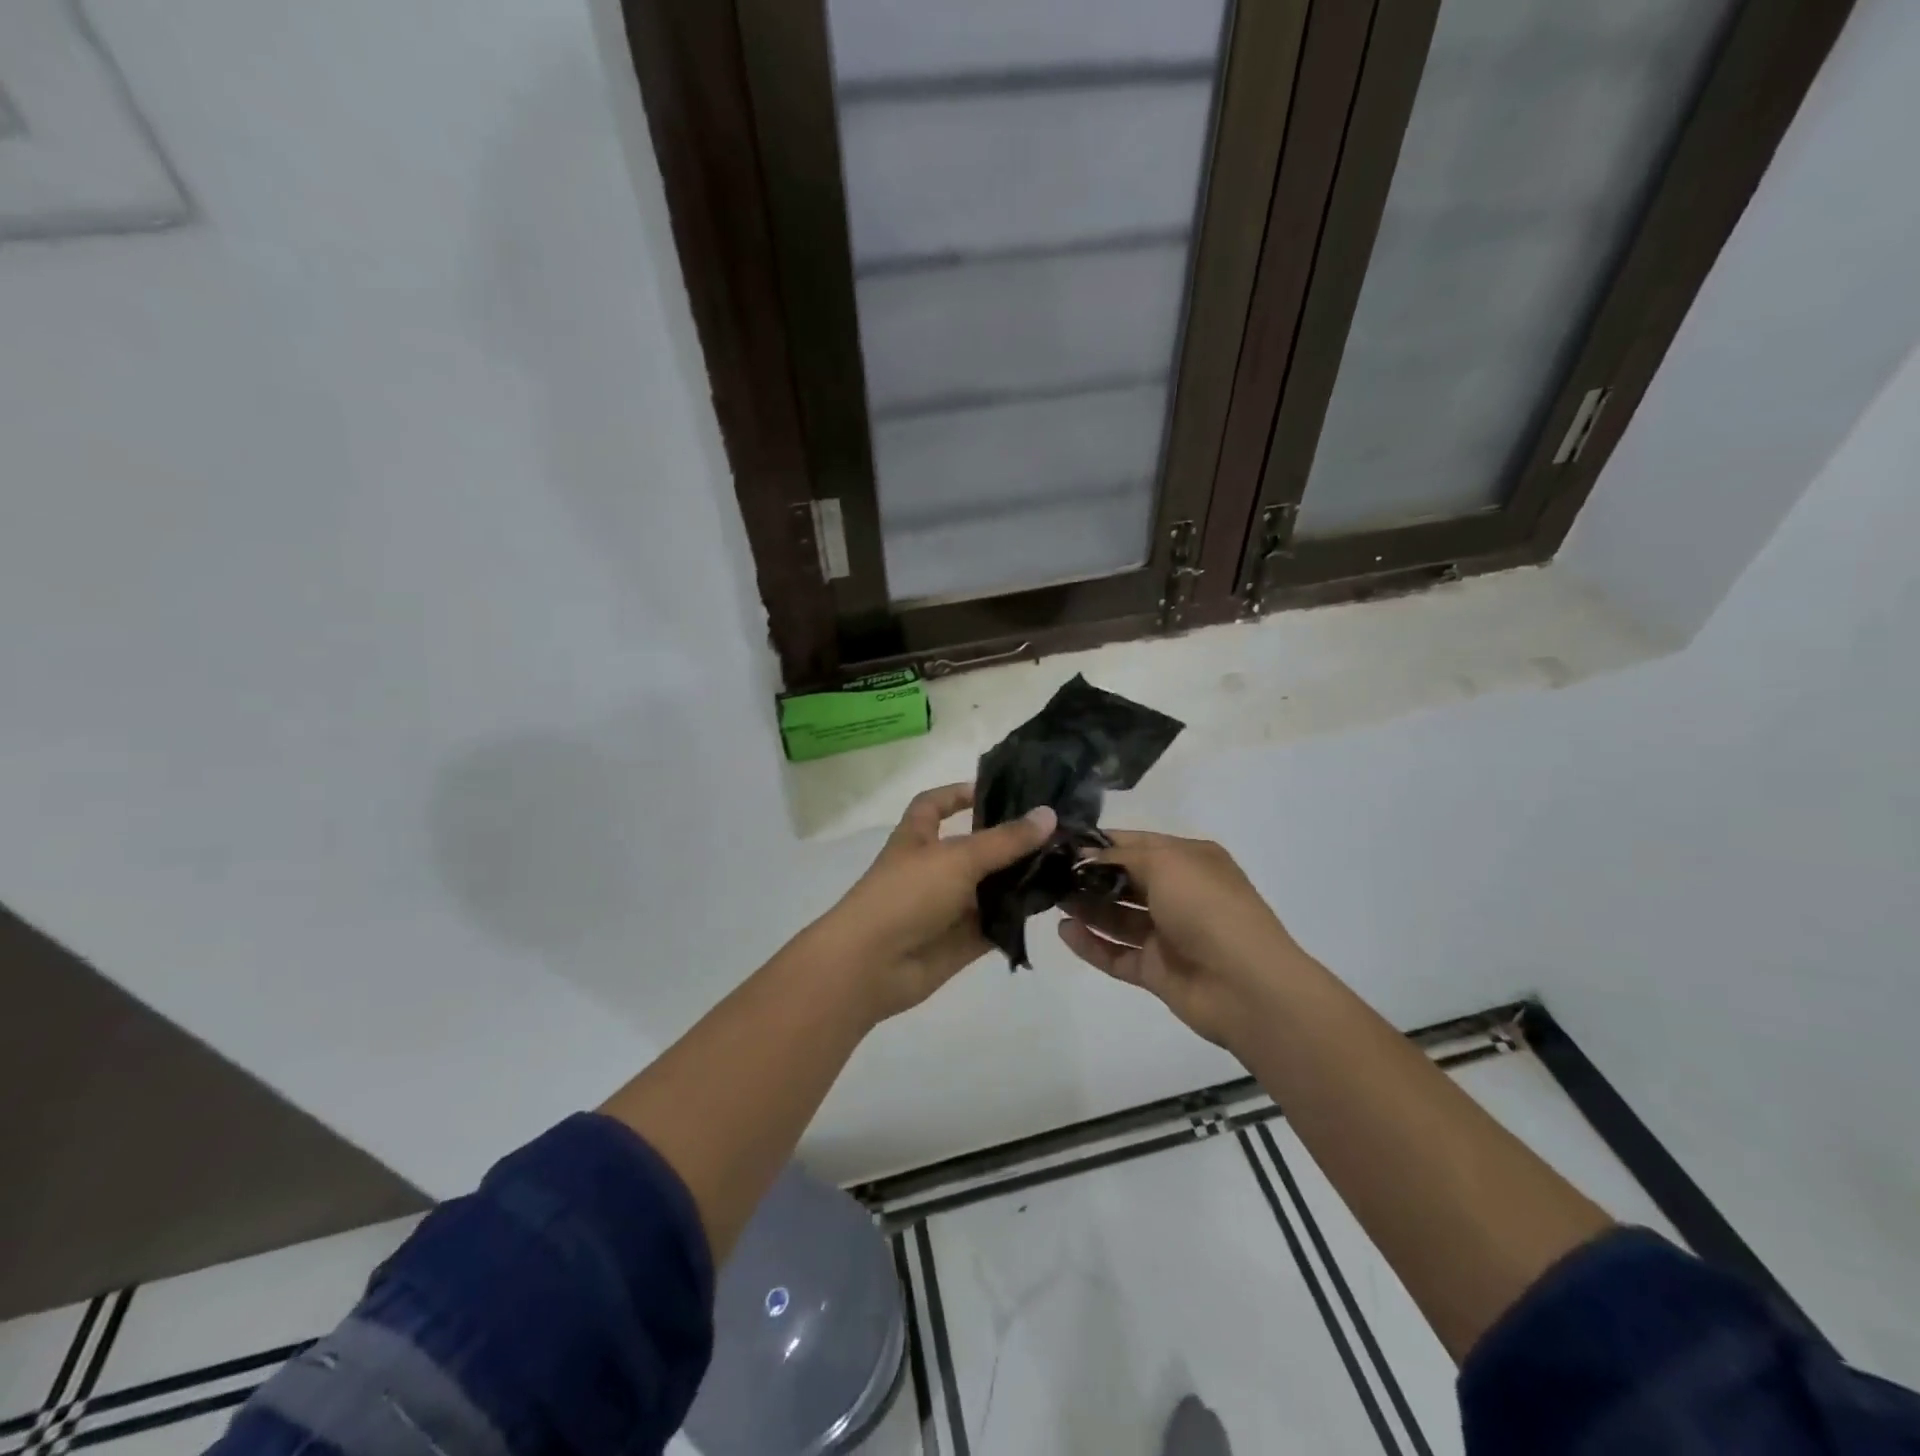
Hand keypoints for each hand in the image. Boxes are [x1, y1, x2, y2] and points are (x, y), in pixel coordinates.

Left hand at [810, 783, 1055, 1020]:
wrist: (872, 965)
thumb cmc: (906, 895)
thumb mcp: (958, 857)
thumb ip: (1005, 840)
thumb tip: (1049, 813)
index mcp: (918, 838)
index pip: (934, 805)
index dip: (958, 794)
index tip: (996, 791)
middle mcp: (934, 868)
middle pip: (975, 847)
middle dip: (1010, 840)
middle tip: (1058, 829)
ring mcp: (948, 906)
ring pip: (991, 887)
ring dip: (1021, 878)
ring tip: (1067, 863)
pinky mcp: (963, 940)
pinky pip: (997, 923)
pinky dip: (1019, 916)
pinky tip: (1054, 904)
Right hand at [1057, 830, 1304, 1047]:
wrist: (1246, 986)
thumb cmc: (1207, 908)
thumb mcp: (1165, 863)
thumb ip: (1120, 856)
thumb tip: (1086, 855)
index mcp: (1189, 860)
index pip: (1136, 844)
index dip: (1100, 842)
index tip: (1059, 842)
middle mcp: (1178, 894)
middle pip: (1124, 881)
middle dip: (1088, 875)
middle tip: (1047, 873)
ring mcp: (1167, 935)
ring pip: (1117, 918)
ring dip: (1086, 908)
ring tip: (1049, 900)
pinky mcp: (1156, 971)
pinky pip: (1116, 954)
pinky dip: (1091, 944)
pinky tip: (1063, 932)